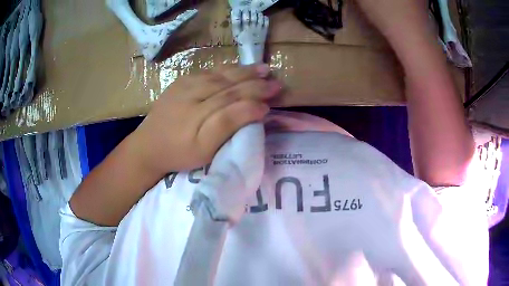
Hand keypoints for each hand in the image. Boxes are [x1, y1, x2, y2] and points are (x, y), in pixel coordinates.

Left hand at [129, 64, 280, 175]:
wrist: (147, 145)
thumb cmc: (178, 153)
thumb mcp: (204, 149)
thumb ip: (229, 125)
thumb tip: (257, 109)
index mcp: (199, 112)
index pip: (234, 99)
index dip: (256, 96)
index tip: (274, 96)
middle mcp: (193, 92)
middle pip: (229, 83)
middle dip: (255, 81)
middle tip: (275, 80)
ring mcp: (185, 84)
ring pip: (220, 74)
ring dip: (243, 71)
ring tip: (262, 69)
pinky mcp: (180, 81)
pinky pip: (207, 71)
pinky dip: (226, 69)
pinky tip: (237, 69)